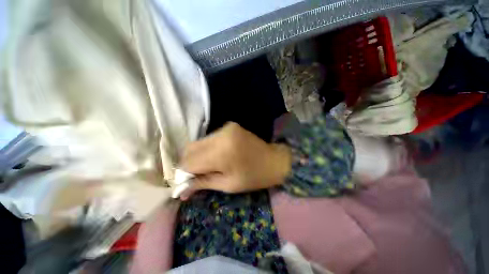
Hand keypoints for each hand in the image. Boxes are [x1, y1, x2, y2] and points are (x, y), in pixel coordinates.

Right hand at [179, 122, 290, 198]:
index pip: (189, 161)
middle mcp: (221, 135)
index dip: (183, 173)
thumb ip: (203, 183)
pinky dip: (207, 148)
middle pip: (191, 148)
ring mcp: (225, 128)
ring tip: (206, 166)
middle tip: (194, 175)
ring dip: (197, 155)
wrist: (275, 160)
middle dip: (188, 163)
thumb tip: (181, 190)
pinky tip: (215, 156)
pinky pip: (210, 138)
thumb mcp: (228, 185)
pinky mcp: (229, 126)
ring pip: (199, 142)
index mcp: (221, 152)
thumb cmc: (254, 176)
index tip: (184, 182)